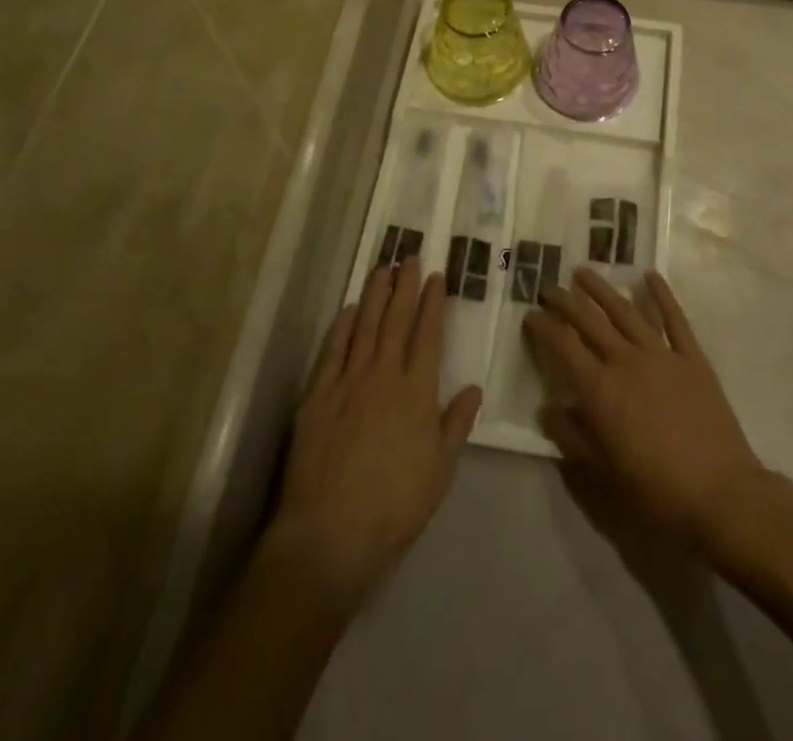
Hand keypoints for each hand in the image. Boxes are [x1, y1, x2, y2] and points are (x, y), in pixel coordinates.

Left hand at [263, 260, 482, 612]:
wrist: (330, 534)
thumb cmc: (395, 505)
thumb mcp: (440, 469)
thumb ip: (457, 424)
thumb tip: (474, 387)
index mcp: (417, 391)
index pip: (428, 334)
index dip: (433, 303)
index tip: (437, 276)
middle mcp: (383, 375)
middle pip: (396, 320)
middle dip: (405, 287)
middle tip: (409, 258)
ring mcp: (347, 383)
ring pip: (364, 327)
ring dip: (374, 296)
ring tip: (382, 269)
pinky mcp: (317, 397)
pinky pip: (332, 351)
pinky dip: (341, 327)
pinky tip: (347, 310)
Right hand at [523, 268, 768, 556]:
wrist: (720, 494)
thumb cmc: (656, 490)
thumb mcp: (604, 472)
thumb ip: (572, 436)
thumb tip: (547, 409)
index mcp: (601, 390)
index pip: (563, 348)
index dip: (544, 328)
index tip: (530, 314)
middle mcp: (626, 361)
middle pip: (590, 322)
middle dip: (566, 302)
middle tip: (549, 287)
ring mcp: (662, 354)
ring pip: (625, 312)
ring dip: (602, 290)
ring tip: (584, 272)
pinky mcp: (692, 357)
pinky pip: (674, 319)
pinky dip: (662, 295)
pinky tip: (651, 275)